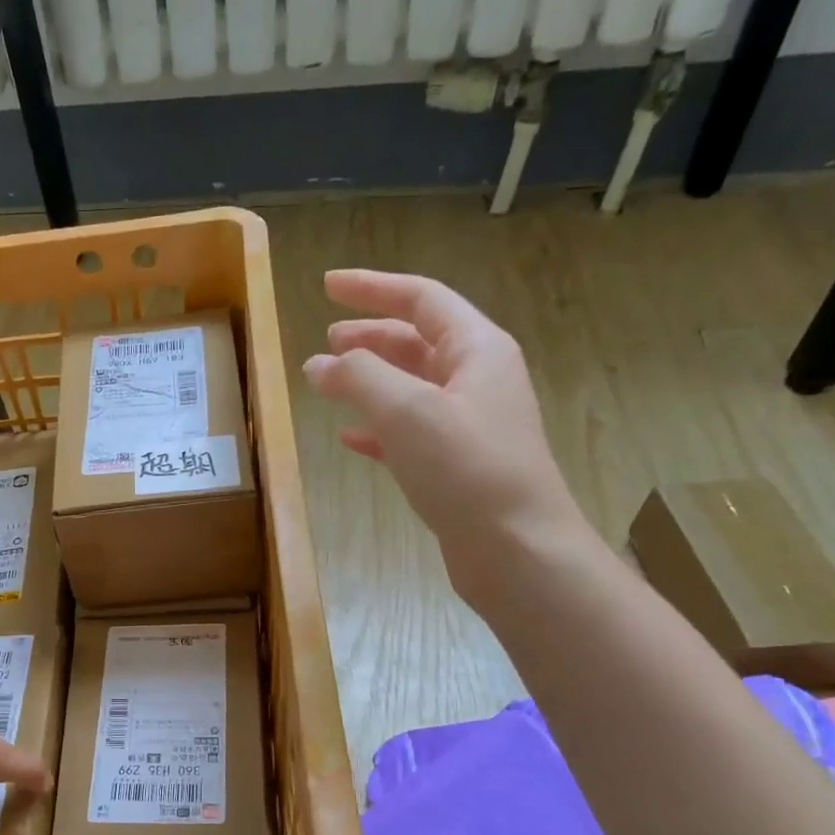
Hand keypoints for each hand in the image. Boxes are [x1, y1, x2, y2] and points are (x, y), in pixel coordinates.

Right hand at [302, 269, 589, 597]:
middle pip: (417, 341)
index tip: (327, 285)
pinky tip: (349, 437)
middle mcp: (477, 379)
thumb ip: (357, 377)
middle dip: (370, 335)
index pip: (421, 298)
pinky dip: (377, 428)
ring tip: (329, 381)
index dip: (372, 287)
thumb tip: (318, 363)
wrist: (516, 549)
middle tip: (327, 338)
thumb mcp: (406, 410)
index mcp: (476, 349)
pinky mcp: (456, 465)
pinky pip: (410, 432)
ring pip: (411, 387)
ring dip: (370, 381)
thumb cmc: (466, 467)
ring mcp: (468, 424)